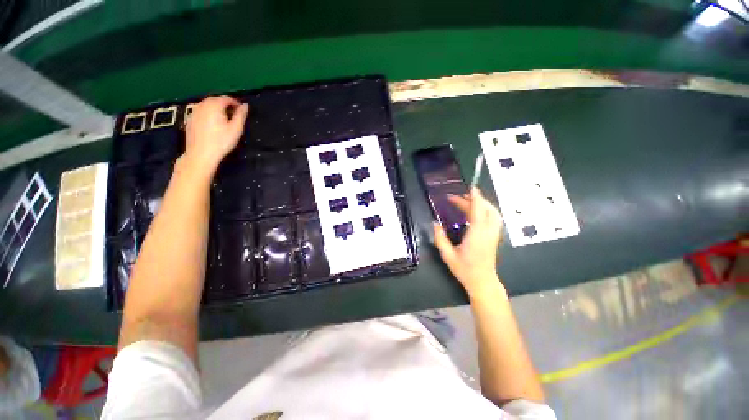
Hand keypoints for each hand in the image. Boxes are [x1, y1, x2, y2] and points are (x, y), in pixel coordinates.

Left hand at [183, 96, 248, 172]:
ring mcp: (194, 112)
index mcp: (214, 106)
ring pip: (207, 105)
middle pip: (215, 100)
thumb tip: (245, 105)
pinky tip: (212, 124)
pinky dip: (208, 113)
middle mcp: (202, 105)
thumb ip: (241, 115)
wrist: (200, 154)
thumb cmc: (221, 142)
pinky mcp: (189, 119)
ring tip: (224, 119)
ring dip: (216, 108)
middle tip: (234, 115)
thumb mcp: (236, 129)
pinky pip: (200, 112)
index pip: (226, 98)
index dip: (235, 103)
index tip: (241, 110)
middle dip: (225, 104)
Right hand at [433, 186, 504, 297]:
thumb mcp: (448, 255)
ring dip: (481, 204)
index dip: (475, 198)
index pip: (478, 211)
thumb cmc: (465, 269)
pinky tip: (475, 212)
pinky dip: (485, 210)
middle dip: (474, 200)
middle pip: (486, 209)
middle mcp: (487, 232)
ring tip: (467, 201)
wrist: (482, 282)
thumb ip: (440, 238)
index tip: (470, 188)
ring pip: (492, 213)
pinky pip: (493, 218)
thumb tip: (434, 224)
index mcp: (476, 235)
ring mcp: (493, 234)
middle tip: (457, 198)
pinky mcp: (494, 237)